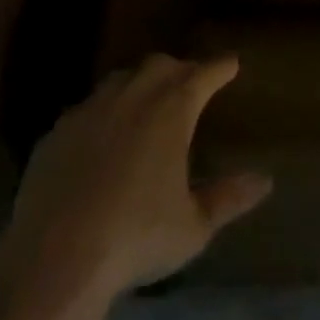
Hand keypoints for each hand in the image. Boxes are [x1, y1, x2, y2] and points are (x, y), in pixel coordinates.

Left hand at [0, 54, 271, 302]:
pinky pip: (87, 108)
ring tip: (147, 100)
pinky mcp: (57, 132)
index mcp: (171, 110)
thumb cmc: (136, 237)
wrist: (55, 257)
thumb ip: (228, 198)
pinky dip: (104, 112)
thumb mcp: (193, 226)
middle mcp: (132, 97)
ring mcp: (90, 110)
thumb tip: (264, 180)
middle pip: (160, 66)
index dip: (219, 67)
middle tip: (191, 81)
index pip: (203, 74)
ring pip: (121, 79)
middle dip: (180, 69)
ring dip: (140, 83)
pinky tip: (102, 135)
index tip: (231, 63)